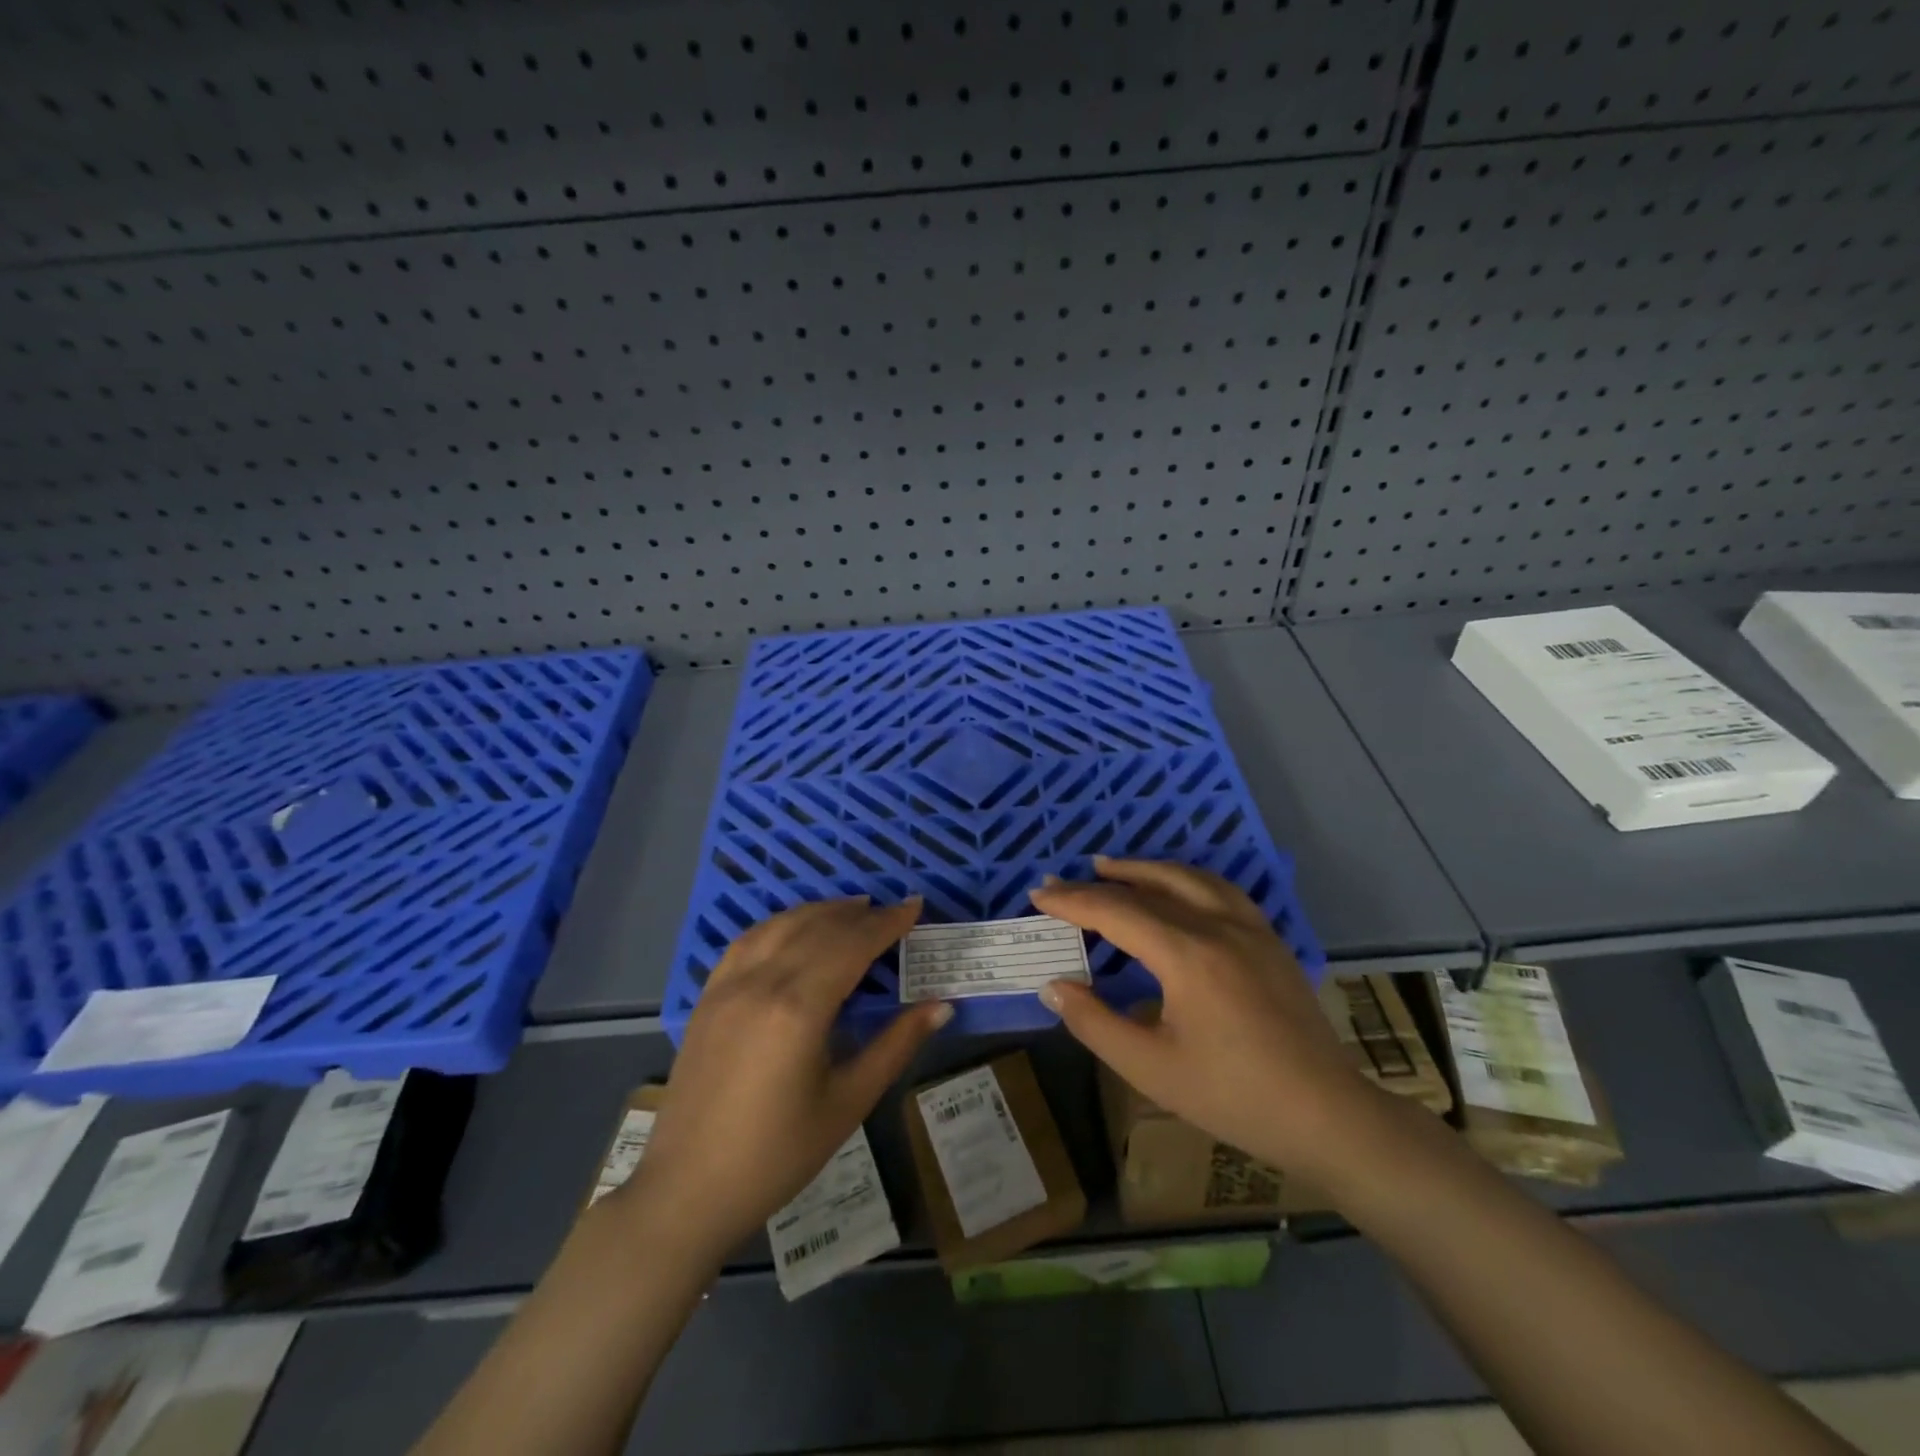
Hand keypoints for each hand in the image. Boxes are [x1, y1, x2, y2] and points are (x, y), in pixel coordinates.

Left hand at [620, 897, 950, 1258]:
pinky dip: (780, 924)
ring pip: (781, 925)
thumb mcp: (848, 1102)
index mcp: (800, 1007)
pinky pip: (748, 940)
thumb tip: (941, 1006)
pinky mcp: (707, 996)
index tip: (915, 906)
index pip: (853, 944)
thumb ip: (896, 1045)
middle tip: (892, 911)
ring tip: (852, 910)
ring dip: (820, 911)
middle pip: (819, 927)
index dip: (887, 923)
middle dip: (860, 914)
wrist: (688, 1191)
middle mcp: (762, 981)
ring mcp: (728, 985)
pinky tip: (794, 929)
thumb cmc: (778, 1154)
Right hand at [1029, 858, 1371, 1176]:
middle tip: (1062, 882)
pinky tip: (1176, 888)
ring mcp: (1250, 927)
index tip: (1038, 896)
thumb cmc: (1233, 1096)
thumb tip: (1053, 985)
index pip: (1116, 911)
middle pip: (1148, 888)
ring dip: (1144, 869)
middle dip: (1099, 883)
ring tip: (1111, 867)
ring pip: (1189, 877)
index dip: (1073, 902)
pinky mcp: (1270, 939)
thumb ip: (1094, 1023)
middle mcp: (1218, 926)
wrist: (1326, 1114)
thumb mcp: (1150, 1068)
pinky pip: (1220, 889)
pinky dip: (1185, 878)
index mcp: (1187, 954)